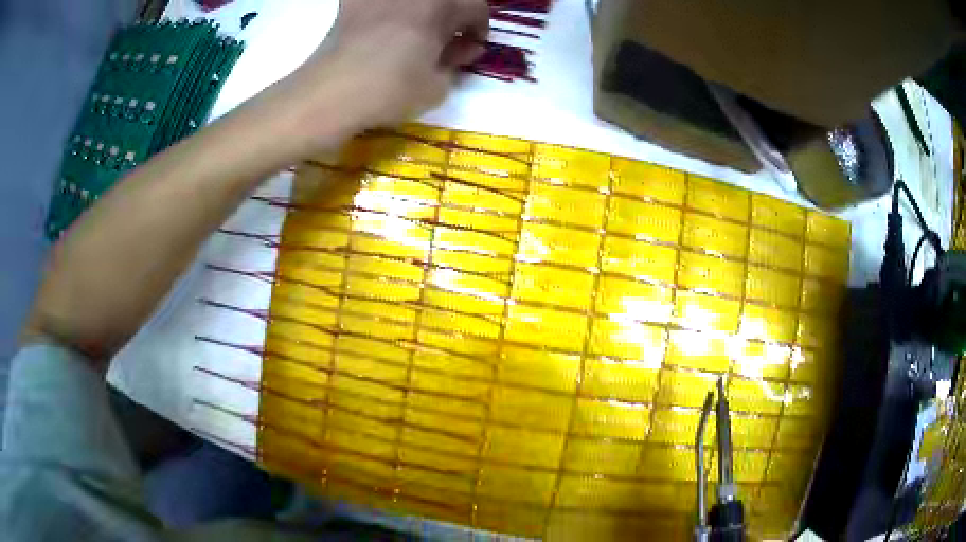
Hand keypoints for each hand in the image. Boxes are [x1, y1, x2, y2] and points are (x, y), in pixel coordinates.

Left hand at [264, 0, 488, 156]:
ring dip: (422, 12)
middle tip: (445, 42)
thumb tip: (465, 48)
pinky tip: (380, 25)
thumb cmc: (389, 90)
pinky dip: (385, 10)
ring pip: (413, 1)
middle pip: (444, 0)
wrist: (330, 95)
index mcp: (440, 5)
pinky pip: (378, 3)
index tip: (472, 47)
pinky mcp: (352, 3)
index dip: (479, 28)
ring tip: (414, 35)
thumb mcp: (438, 86)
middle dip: (451, 17)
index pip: (475, 7)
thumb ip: (457, 61)